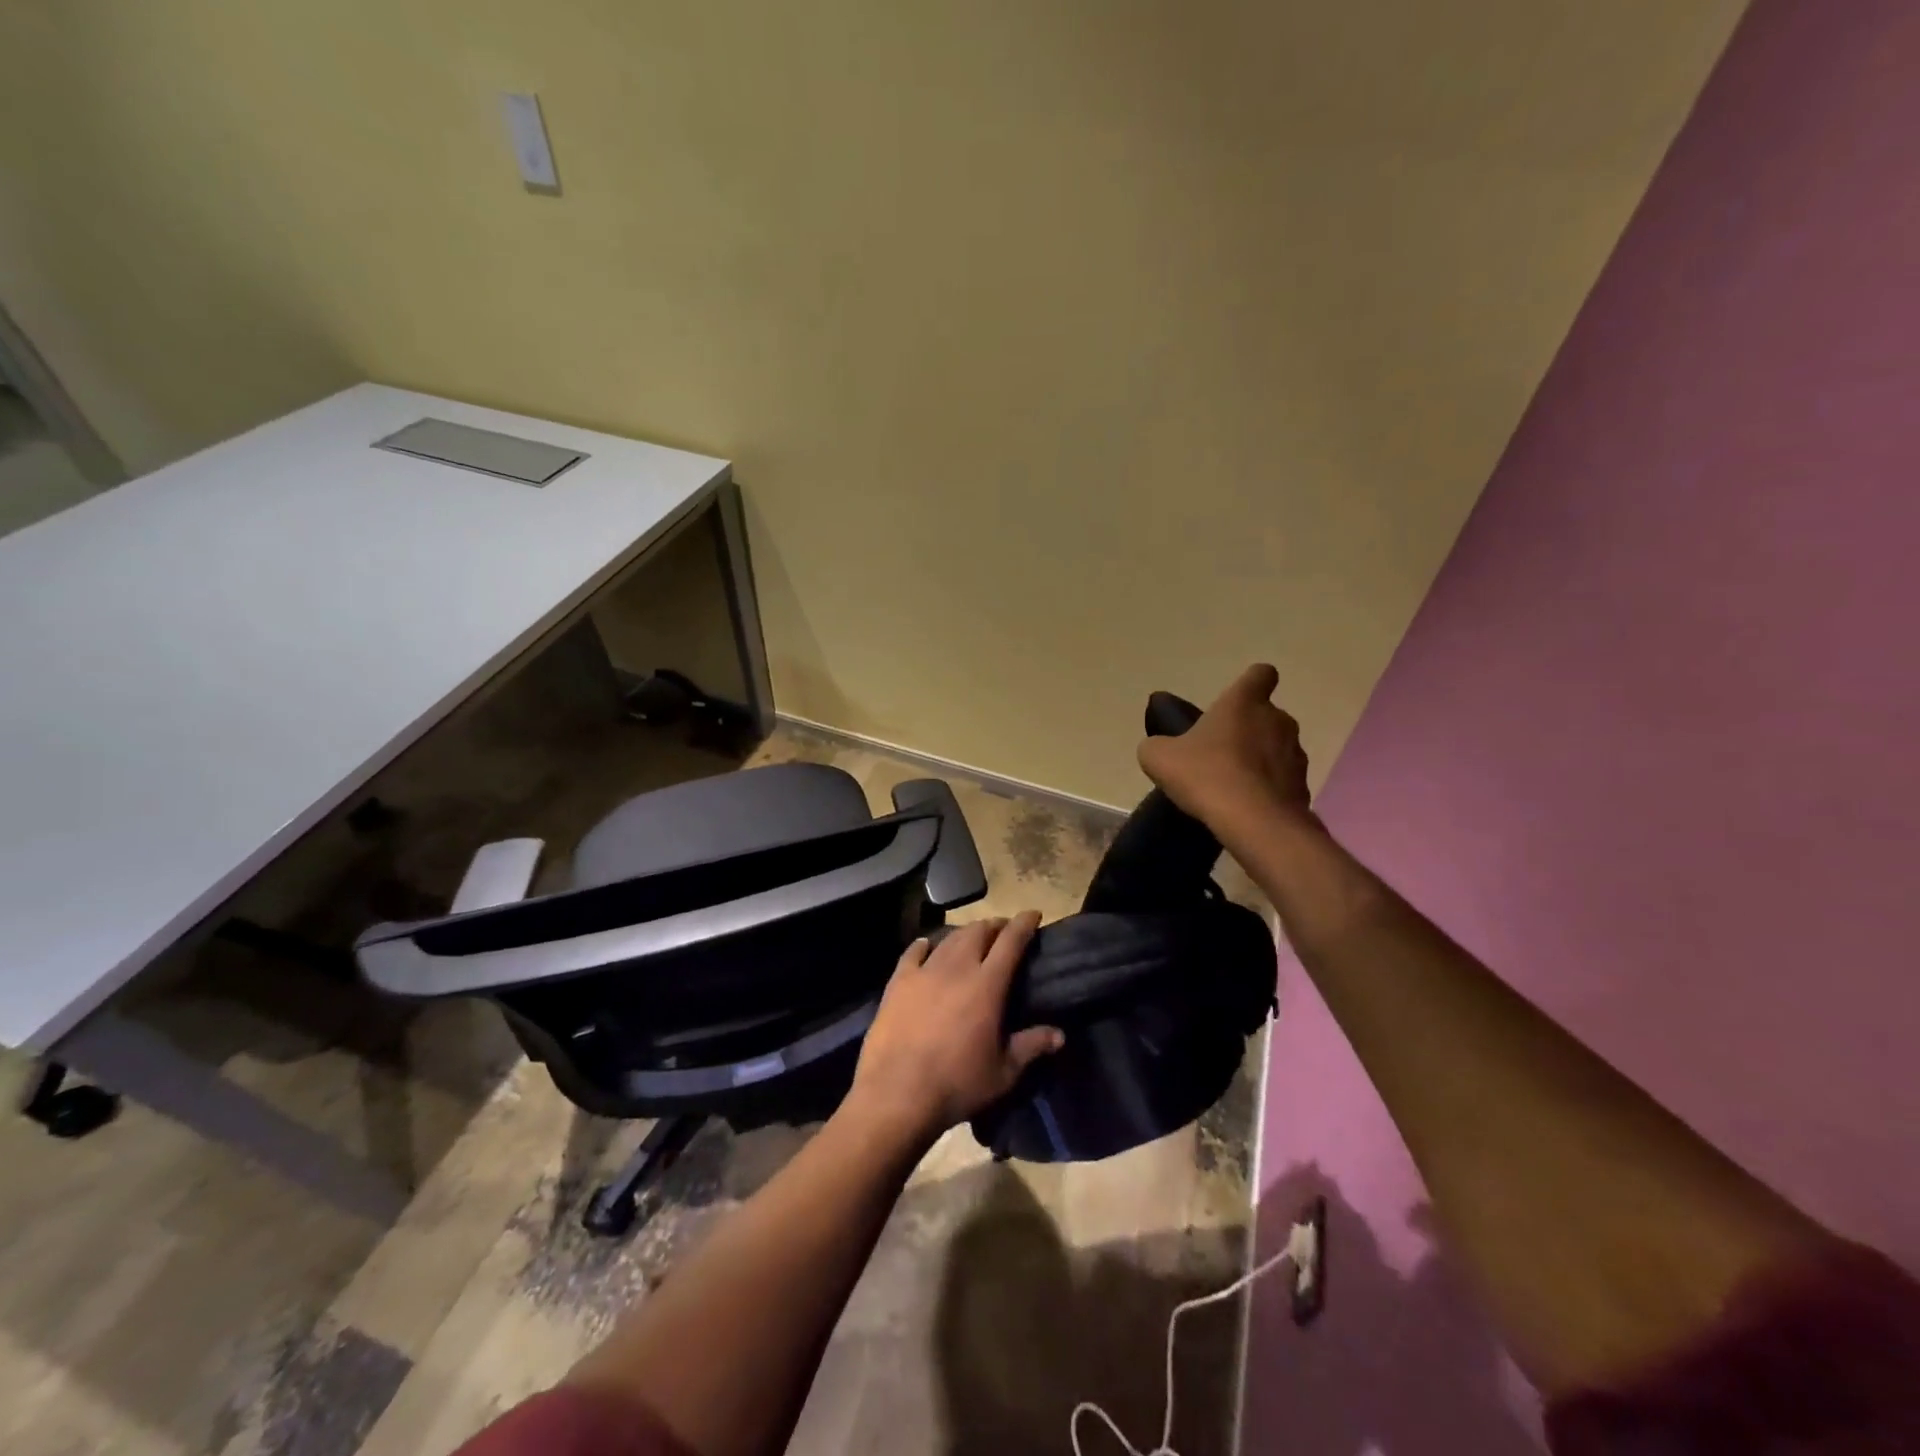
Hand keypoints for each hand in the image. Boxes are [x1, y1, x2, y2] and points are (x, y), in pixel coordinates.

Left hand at [845, 912, 1063, 1147]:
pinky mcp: (898, 982)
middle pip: (978, 932)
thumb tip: (1059, 1034)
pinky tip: (926, 946)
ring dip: (965, 933)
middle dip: (994, 926)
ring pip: (949, 938)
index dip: (1024, 924)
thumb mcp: (1003, 1072)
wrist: (896, 1093)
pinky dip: (924, 945)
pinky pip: (913, 952)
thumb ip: (1031, 1046)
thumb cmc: (957, 1084)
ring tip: (972, 938)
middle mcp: (957, 968)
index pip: (1011, 941)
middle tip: (1003, 931)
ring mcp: (924, 971)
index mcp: (987, 985)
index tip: (1033, 914)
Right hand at [1137, 663, 1311, 835]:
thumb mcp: (1158, 758)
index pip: (1260, 674)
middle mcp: (1277, 720)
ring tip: (1232, 785)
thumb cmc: (1205, 775)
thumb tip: (1160, 748)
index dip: (1250, 684)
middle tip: (1219, 752)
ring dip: (1259, 760)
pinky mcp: (1303, 786)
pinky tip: (1246, 807)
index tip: (1235, 701)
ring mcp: (1295, 754)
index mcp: (1244, 703)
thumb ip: (1158, 746)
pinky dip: (1267, 789)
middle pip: (1266, 715)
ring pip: (1276, 748)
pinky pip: (1282, 781)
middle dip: (1247, 730)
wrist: (1254, 822)